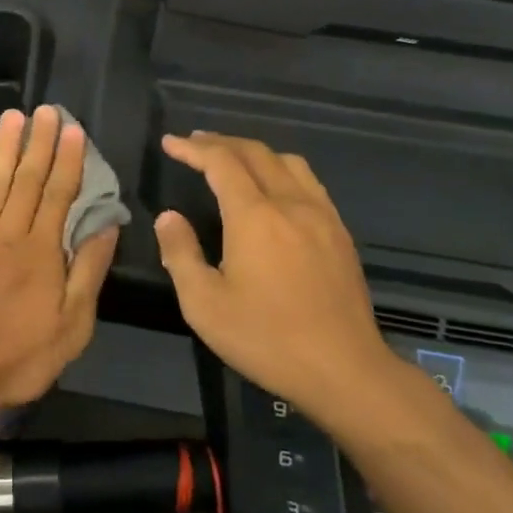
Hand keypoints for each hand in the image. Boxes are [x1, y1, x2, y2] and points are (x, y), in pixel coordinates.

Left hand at [0, 106, 119, 418]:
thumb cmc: (20, 356)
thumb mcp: (73, 325)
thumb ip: (88, 271)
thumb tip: (107, 226)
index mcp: (41, 251)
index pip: (59, 194)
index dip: (68, 160)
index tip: (74, 130)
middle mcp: (7, 233)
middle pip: (27, 180)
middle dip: (39, 142)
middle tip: (46, 110)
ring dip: (4, 147)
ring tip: (12, 116)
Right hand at [154, 132, 394, 413]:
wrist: (344, 370)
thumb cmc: (266, 338)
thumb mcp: (204, 304)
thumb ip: (181, 253)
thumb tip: (168, 217)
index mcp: (255, 216)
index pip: (221, 163)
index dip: (193, 149)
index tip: (170, 143)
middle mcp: (291, 204)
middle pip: (256, 153)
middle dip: (221, 142)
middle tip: (195, 143)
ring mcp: (322, 216)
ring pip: (288, 162)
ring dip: (255, 152)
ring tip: (233, 158)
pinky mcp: (340, 234)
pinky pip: (309, 183)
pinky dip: (282, 170)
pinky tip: (275, 188)